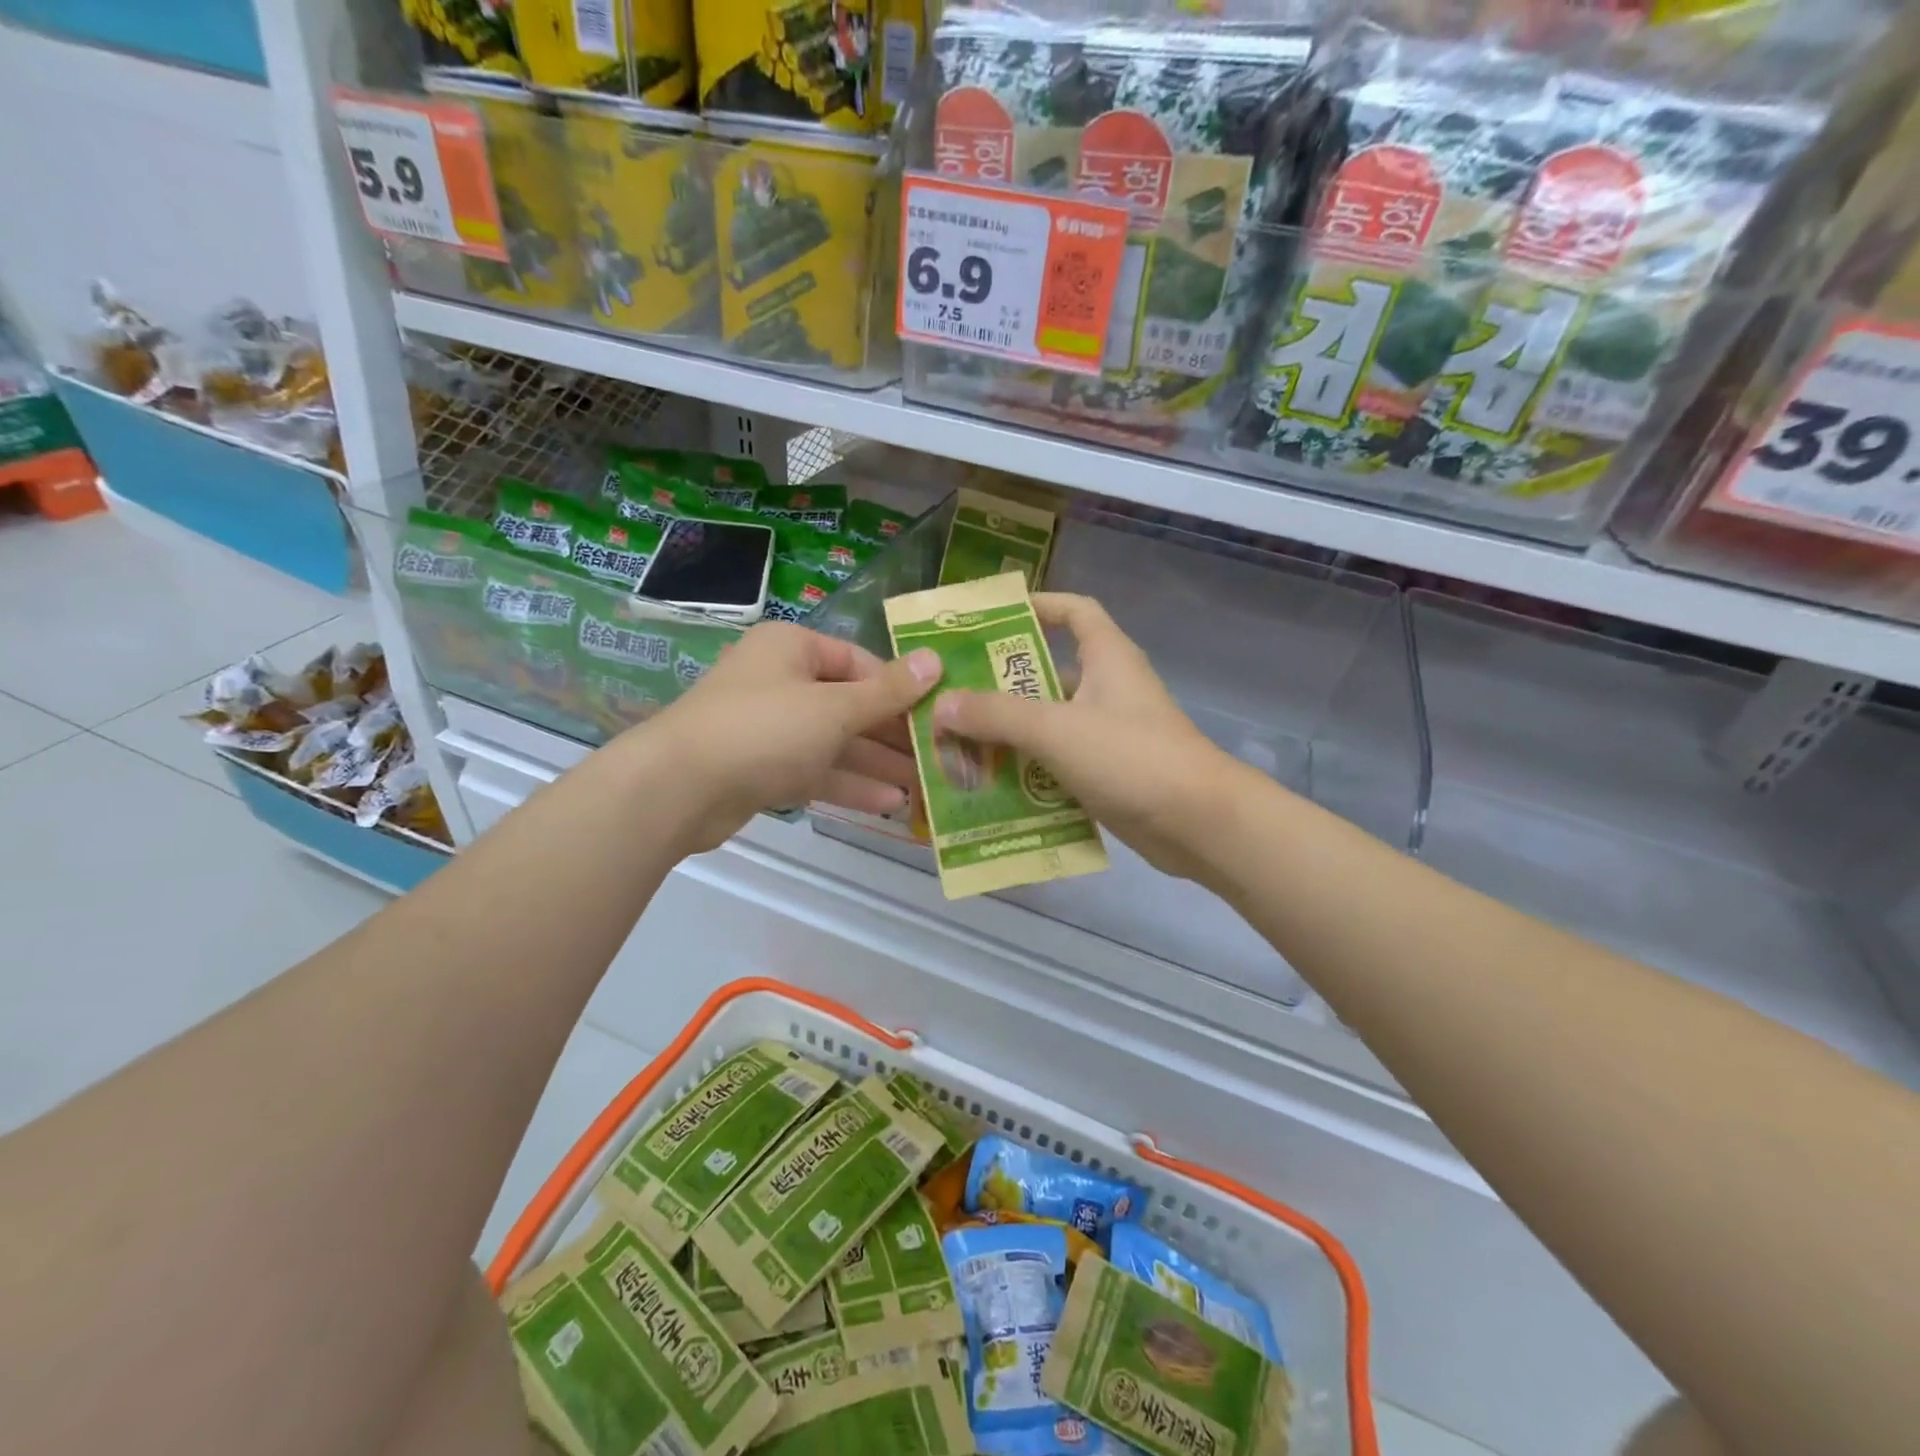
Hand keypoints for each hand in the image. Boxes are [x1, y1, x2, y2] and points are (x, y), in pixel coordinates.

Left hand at [647, 622, 941, 853]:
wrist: (677, 789)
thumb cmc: (763, 730)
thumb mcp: (834, 708)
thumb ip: (888, 691)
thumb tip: (936, 660)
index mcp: (793, 648)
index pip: (860, 662)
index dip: (901, 687)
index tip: (938, 713)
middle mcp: (782, 681)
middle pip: (850, 704)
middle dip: (893, 734)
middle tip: (939, 756)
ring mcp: (771, 728)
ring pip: (836, 742)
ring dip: (877, 764)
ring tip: (925, 786)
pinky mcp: (763, 768)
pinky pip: (816, 770)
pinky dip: (849, 784)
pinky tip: (889, 804)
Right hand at [931, 593, 1233, 880]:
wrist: (1199, 825)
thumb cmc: (1131, 758)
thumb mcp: (1056, 729)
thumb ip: (996, 715)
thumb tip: (942, 705)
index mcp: (1108, 658)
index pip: (1074, 611)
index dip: (1038, 605)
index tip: (991, 619)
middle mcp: (1110, 689)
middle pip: (1050, 672)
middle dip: (1004, 683)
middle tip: (953, 694)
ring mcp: (1110, 734)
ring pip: (1051, 723)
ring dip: (1011, 732)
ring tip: (959, 743)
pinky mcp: (1110, 774)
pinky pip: (1059, 762)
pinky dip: (1029, 770)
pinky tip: (991, 784)